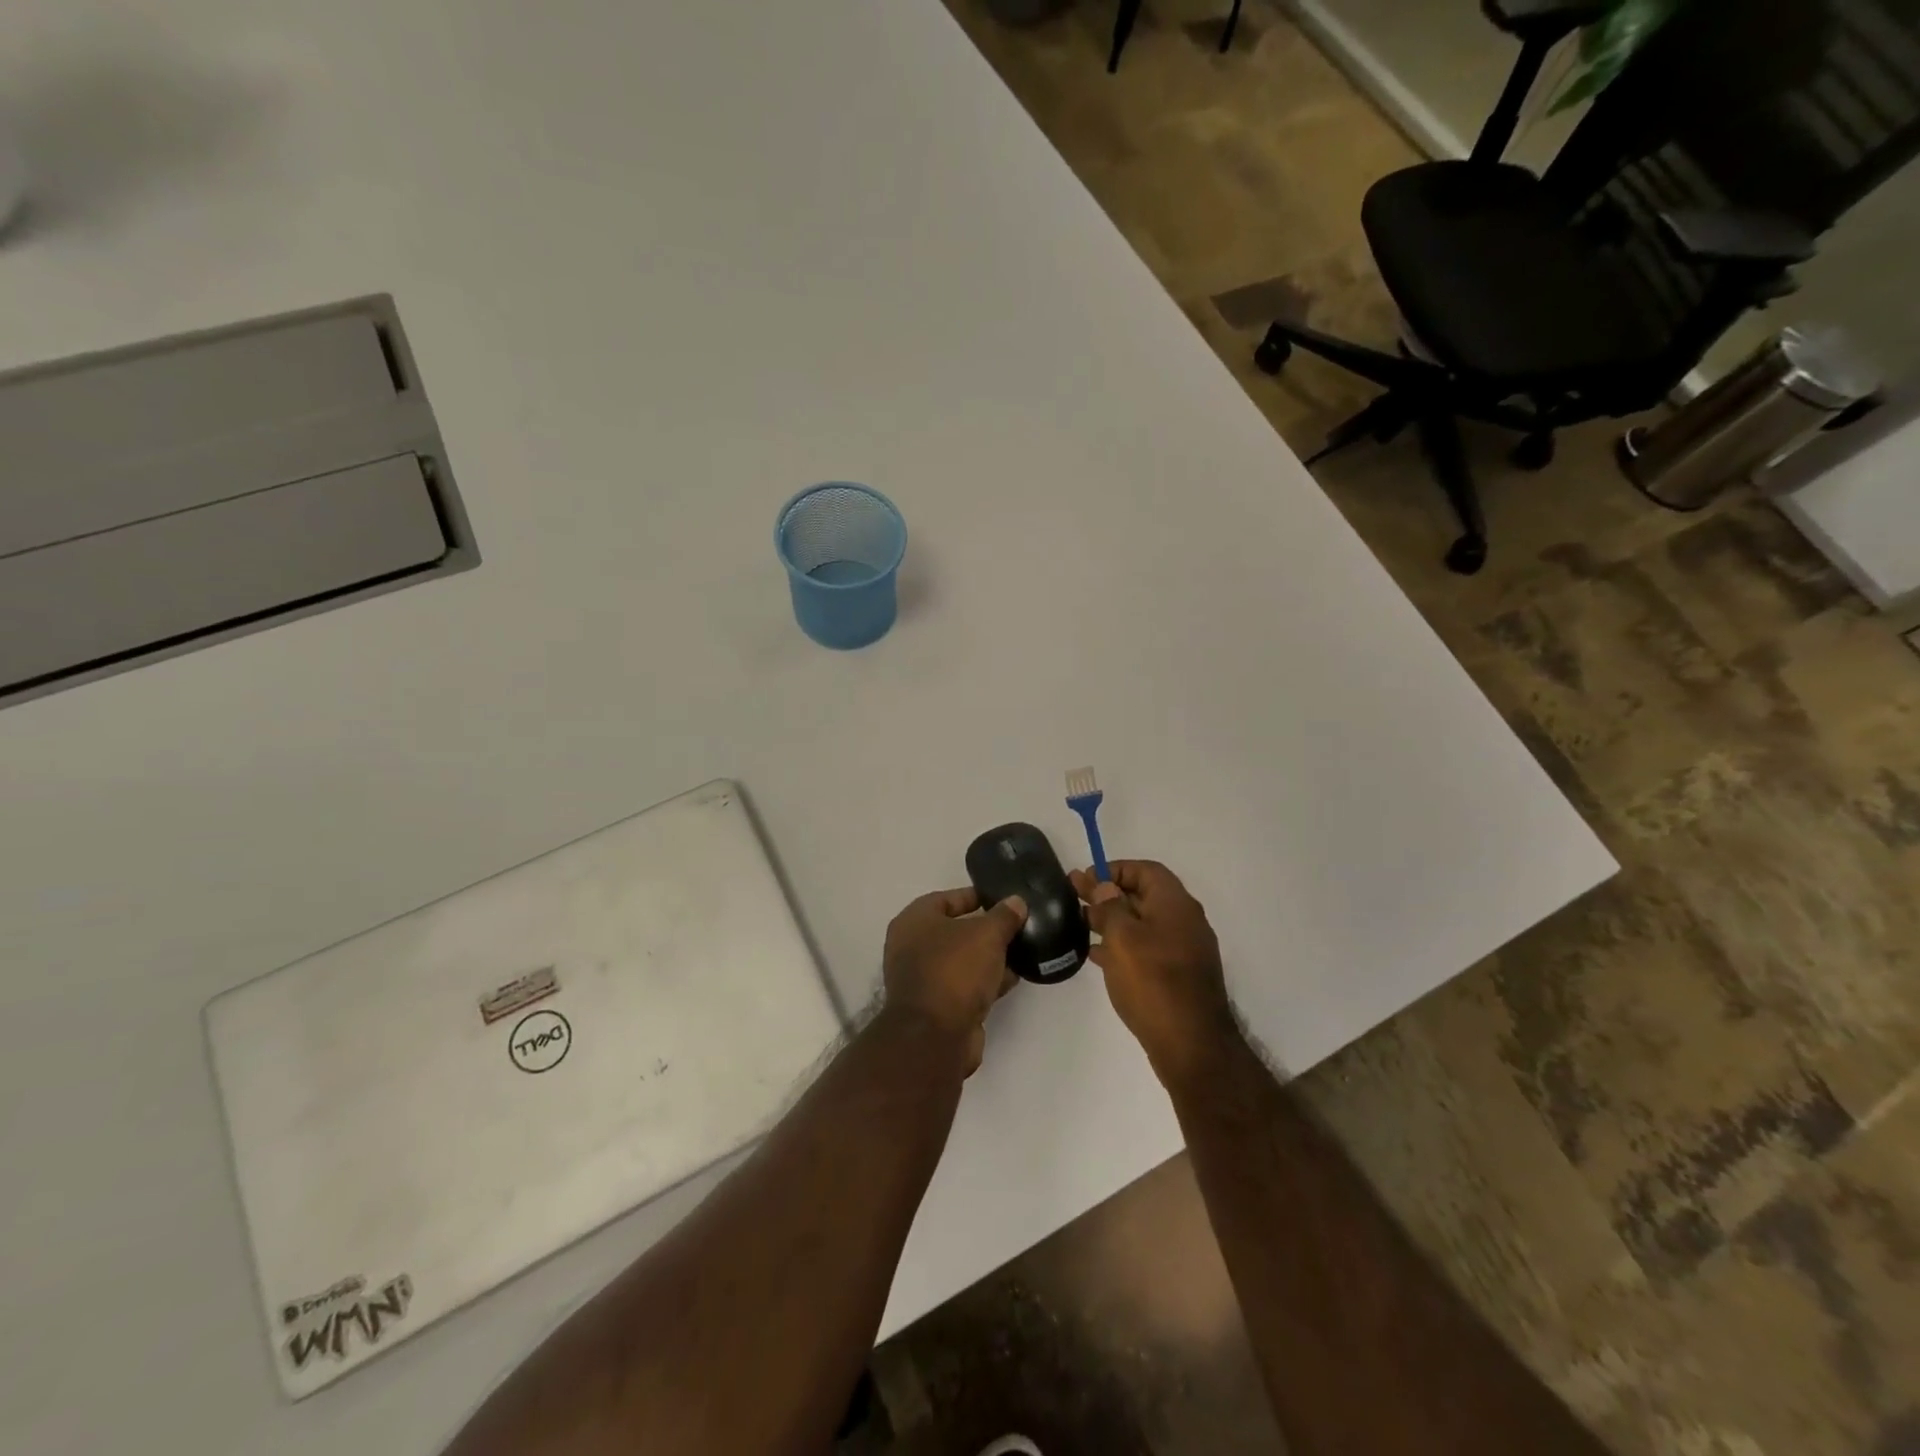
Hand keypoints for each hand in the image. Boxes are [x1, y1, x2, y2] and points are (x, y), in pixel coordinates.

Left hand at [881, 887, 1025, 1075]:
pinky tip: (1012, 979)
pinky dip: (986, 981)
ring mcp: (923, 979)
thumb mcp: (986, 934)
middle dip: (986, 929)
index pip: (947, 898)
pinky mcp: (937, 1007)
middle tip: (1017, 926)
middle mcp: (912, 947)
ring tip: (1022, 951)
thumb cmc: (955, 970)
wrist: (936, 1037)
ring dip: (989, 957)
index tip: (1003, 899)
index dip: (976, 896)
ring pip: (962, 960)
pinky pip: (965, 985)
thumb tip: (1016, 902)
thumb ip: (1004, 916)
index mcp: (914, 921)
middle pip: (955, 931)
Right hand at [1070, 861, 1235, 1084]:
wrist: (1192, 1046)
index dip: (1114, 869)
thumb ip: (1111, 907)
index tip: (1086, 879)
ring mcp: (1184, 950)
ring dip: (1112, 920)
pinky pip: (1147, 949)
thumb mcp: (1123, 938)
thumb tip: (1105, 887)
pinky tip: (1098, 956)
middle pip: (1143, 896)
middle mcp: (1184, 921)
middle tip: (1074, 896)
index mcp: (1175, 904)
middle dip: (1108, 894)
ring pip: (1143, 924)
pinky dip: (1123, 945)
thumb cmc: (1153, 982)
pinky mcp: (1178, 976)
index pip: (1145, 870)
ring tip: (1079, 923)